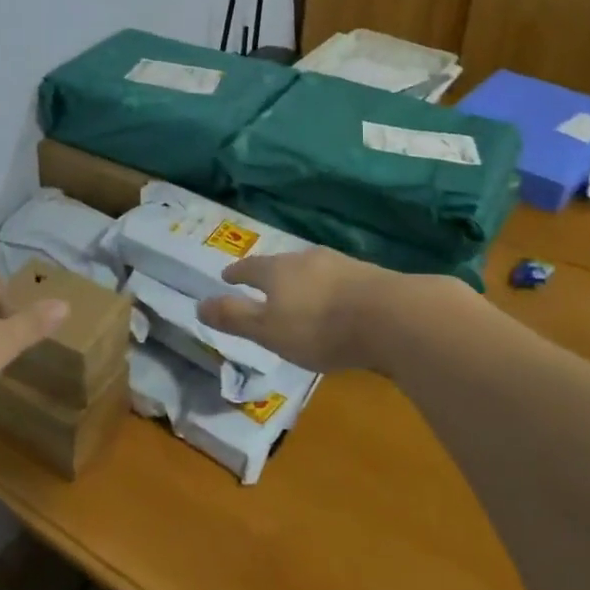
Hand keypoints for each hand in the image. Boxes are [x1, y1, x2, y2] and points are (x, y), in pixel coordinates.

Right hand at [196, 248, 401, 374]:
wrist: (391, 317)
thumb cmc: (319, 327)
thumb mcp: (268, 330)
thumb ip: (234, 317)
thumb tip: (198, 305)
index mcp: (278, 270)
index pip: (250, 268)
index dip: (236, 273)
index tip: (226, 276)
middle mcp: (307, 259)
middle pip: (282, 264)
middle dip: (270, 275)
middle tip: (263, 285)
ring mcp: (341, 265)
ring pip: (312, 270)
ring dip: (302, 281)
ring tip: (299, 295)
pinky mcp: (370, 278)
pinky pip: (339, 281)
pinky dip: (330, 290)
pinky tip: (337, 303)